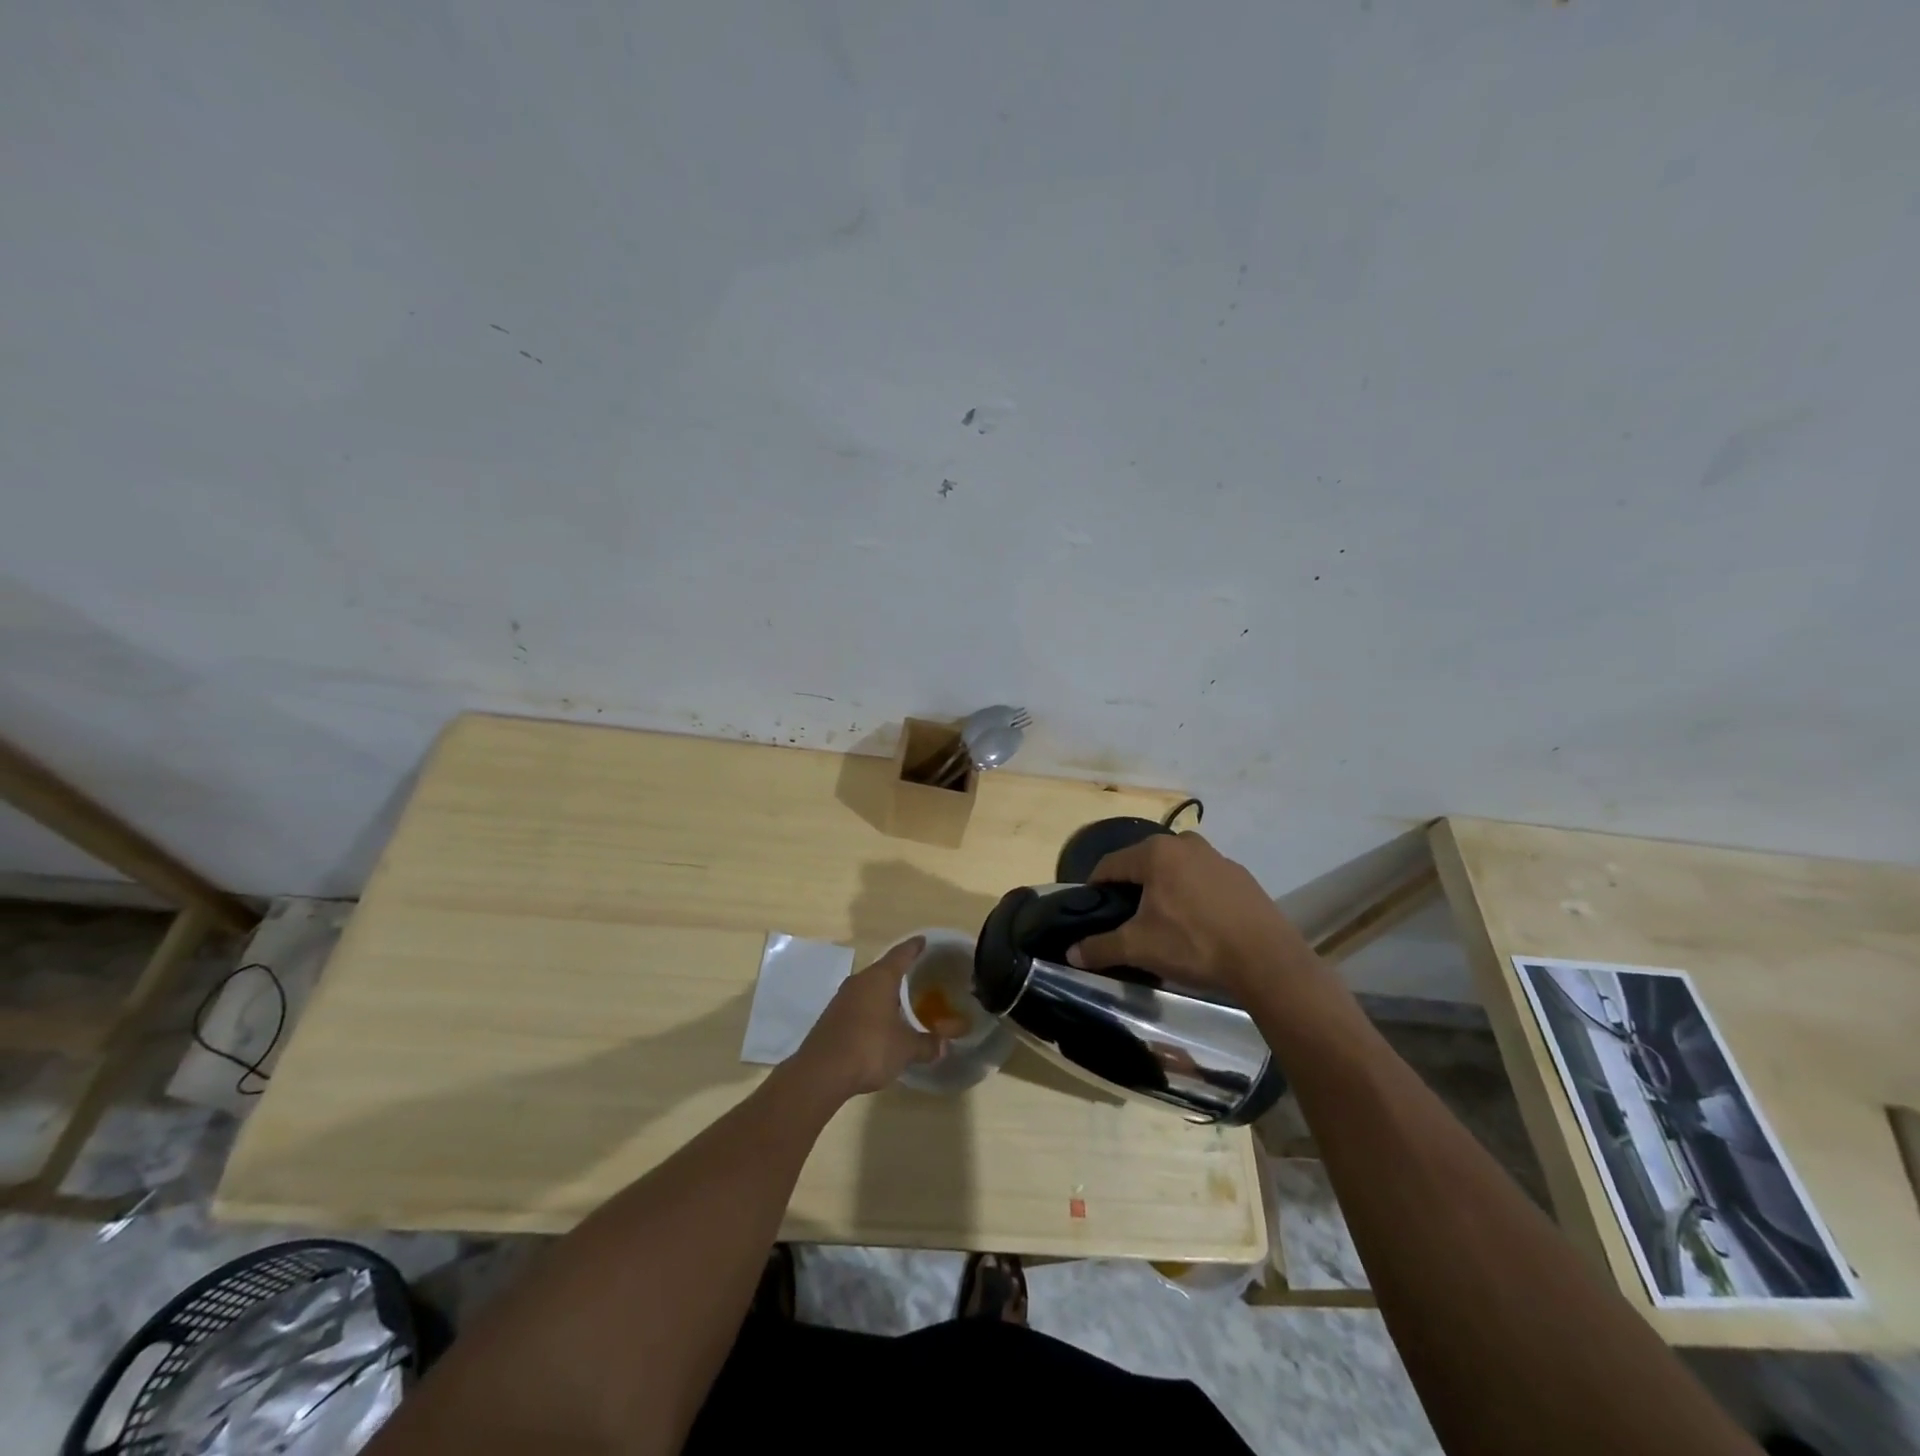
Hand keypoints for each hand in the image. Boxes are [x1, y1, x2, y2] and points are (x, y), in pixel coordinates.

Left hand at [795, 938, 964, 1096]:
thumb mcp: (905, 1049)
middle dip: (899, 972)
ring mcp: (842, 998)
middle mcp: (860, 981)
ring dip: (883, 992)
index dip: (914, 947)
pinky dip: (870, 1009)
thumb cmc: (870, 1048)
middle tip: (918, 974)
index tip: (923, 940)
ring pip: (868, 988)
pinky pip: (857, 1004)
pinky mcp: (831, 1017)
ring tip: (900, 1000)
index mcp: (880, 978)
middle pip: (883, 969)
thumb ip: (926, 1044)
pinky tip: (879, 1023)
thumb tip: (944, 1046)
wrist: (821, 1072)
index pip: (901, 954)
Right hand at [1065, 832, 1308, 996]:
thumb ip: (1101, 947)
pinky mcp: (1241, 876)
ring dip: (1164, 890)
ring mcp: (1217, 857)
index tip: (1092, 910)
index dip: (1095, 887)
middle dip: (1132, 888)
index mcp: (1155, 852)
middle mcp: (1185, 844)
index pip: (1110, 864)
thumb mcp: (1140, 947)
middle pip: (1144, 863)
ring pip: (1175, 870)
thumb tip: (1071, 953)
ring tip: (1164, 923)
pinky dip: (1193, 896)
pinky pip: (1203, 880)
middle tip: (1127, 919)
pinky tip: (1198, 925)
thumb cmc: (1194, 944)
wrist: (1267, 960)